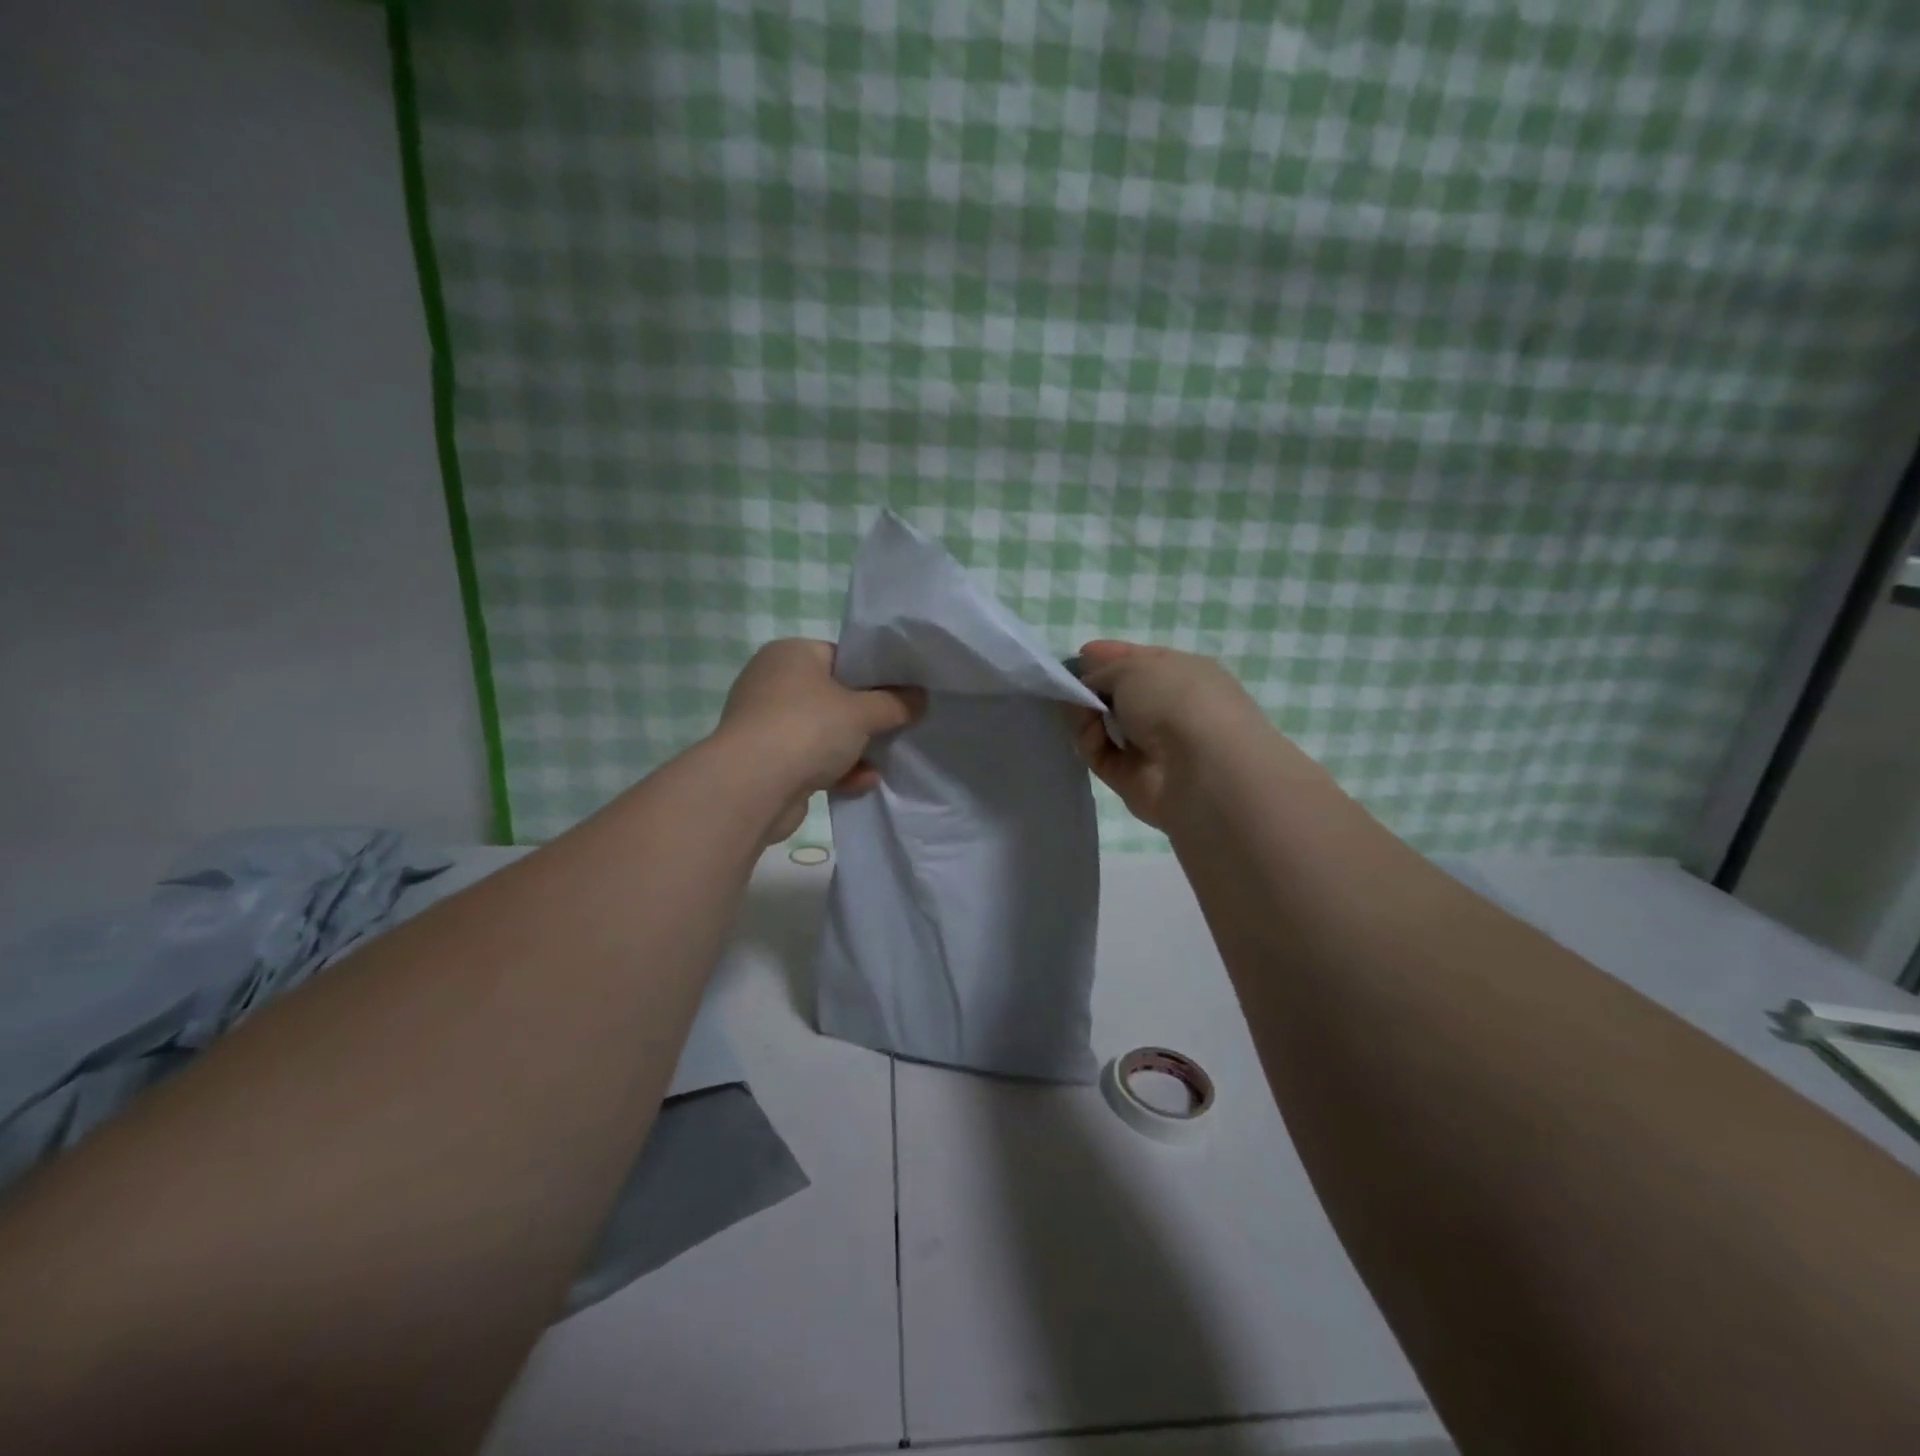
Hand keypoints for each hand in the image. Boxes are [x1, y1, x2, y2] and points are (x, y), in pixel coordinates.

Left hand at [717, 639, 924, 840]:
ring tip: (885, 760)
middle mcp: (772, 682)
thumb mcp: (863, 711)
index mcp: (790, 654)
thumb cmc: (808, 728)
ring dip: (854, 749)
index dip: (873, 675)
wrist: (753, 787)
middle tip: (898, 726)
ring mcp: (766, 723)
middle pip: (833, 697)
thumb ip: (895, 703)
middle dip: (865, 717)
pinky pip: (809, 760)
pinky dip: (836, 770)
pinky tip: (863, 783)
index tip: (900, 694)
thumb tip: (920, 698)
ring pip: (822, 732)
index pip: (841, 656)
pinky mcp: (766, 761)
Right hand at [1069, 640, 1278, 829]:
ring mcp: (1153, 746)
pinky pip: (1101, 756)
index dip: (1110, 656)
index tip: (1080, 655)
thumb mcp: (1133, 667)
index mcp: (1182, 673)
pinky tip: (1091, 737)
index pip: (1140, 661)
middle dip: (1092, 689)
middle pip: (1120, 696)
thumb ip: (1103, 671)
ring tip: (1077, 712)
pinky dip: (1090, 744)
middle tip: (1067, 687)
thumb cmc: (1174, 699)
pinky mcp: (1134, 779)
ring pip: (1106, 726)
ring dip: (1086, 717)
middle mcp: (1170, 709)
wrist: (1202, 767)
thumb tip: (1089, 684)